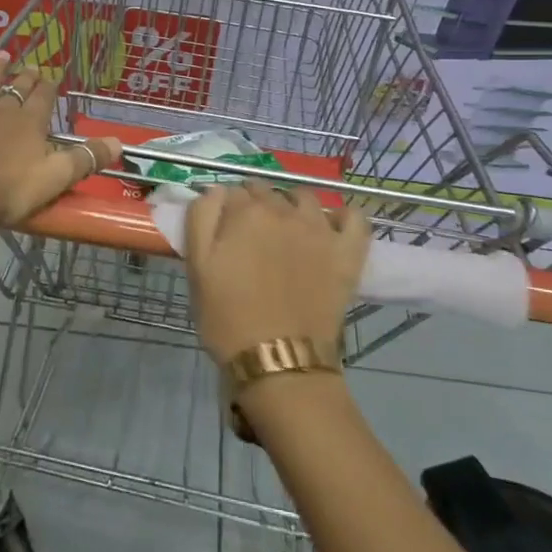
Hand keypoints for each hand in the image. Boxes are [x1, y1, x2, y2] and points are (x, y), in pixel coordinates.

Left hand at [0, 54, 119, 227]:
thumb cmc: (8, 191)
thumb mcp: (55, 178)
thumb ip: (86, 159)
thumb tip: (120, 142)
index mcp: (29, 124)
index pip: (44, 99)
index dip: (50, 88)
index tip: (54, 77)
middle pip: (15, 90)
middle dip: (25, 77)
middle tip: (31, 65)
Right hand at [182, 182, 370, 363]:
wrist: (280, 361)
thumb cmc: (228, 318)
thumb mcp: (198, 267)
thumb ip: (201, 217)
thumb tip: (216, 189)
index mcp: (246, 212)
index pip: (232, 192)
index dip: (226, 208)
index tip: (223, 229)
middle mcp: (285, 211)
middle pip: (267, 191)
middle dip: (255, 204)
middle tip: (249, 234)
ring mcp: (320, 229)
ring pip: (305, 197)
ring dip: (292, 204)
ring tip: (286, 228)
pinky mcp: (347, 252)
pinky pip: (354, 218)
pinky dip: (343, 217)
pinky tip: (331, 228)